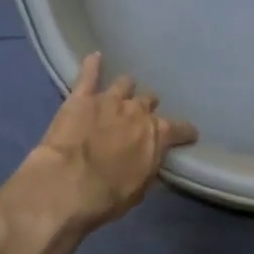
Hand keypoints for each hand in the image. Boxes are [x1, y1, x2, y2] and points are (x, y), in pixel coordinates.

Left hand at [20, 54, 197, 232]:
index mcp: (157, 135)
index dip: (185, 132)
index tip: (187, 136)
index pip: (181, 129)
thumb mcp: (139, 190)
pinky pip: (89, 74)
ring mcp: (109, 100)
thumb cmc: (107, 196)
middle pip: (149, 102)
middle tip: (140, 119)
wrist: (66, 185)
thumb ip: (147, 168)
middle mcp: (138, 111)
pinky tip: (95, 57)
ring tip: (122, 93)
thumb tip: (150, 160)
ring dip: (126, 90)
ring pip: (125, 84)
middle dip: (147, 109)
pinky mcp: (81, 97)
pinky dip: (93, 65)